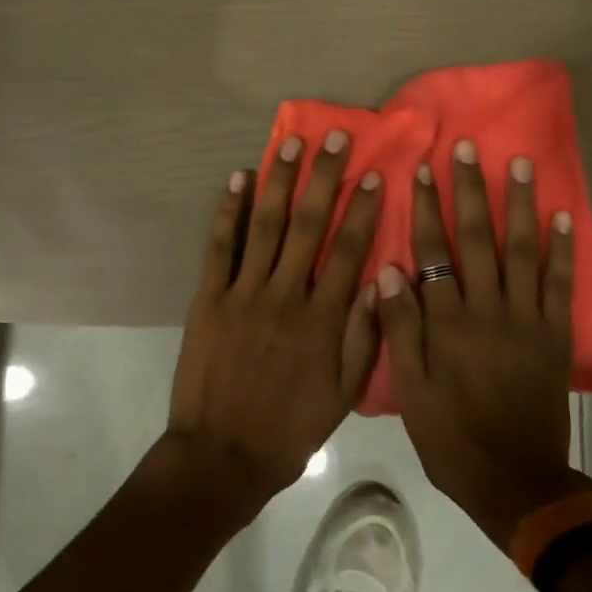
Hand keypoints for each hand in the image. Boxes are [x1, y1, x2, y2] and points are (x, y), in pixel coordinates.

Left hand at [163, 129, 382, 520]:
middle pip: (309, 224)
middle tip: (335, 137)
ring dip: (279, 180)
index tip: (374, 173)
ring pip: (266, 225)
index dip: (363, 209)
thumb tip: (383, 279)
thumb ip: (365, 336)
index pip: (348, 250)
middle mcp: (285, 295)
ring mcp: (243, 293)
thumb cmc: (290, 428)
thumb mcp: (344, 394)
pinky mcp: (208, 298)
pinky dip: (228, 211)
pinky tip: (238, 178)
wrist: (222, 455)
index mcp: (323, 319)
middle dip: (324, 176)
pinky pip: (220, 247)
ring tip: (291, 143)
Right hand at [376, 141, 588, 550]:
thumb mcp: (411, 390)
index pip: (434, 252)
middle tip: (469, 148)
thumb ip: (400, 329)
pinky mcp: (555, 336)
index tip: (425, 170)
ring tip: (518, 164)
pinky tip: (564, 217)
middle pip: (477, 239)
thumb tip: (390, 270)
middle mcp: (489, 310)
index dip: (428, 209)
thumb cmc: (451, 437)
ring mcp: (527, 321)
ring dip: (519, 205)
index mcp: (448, 323)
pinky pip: (561, 285)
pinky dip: (563, 250)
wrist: (515, 480)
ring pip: (523, 251)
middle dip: (471, 190)